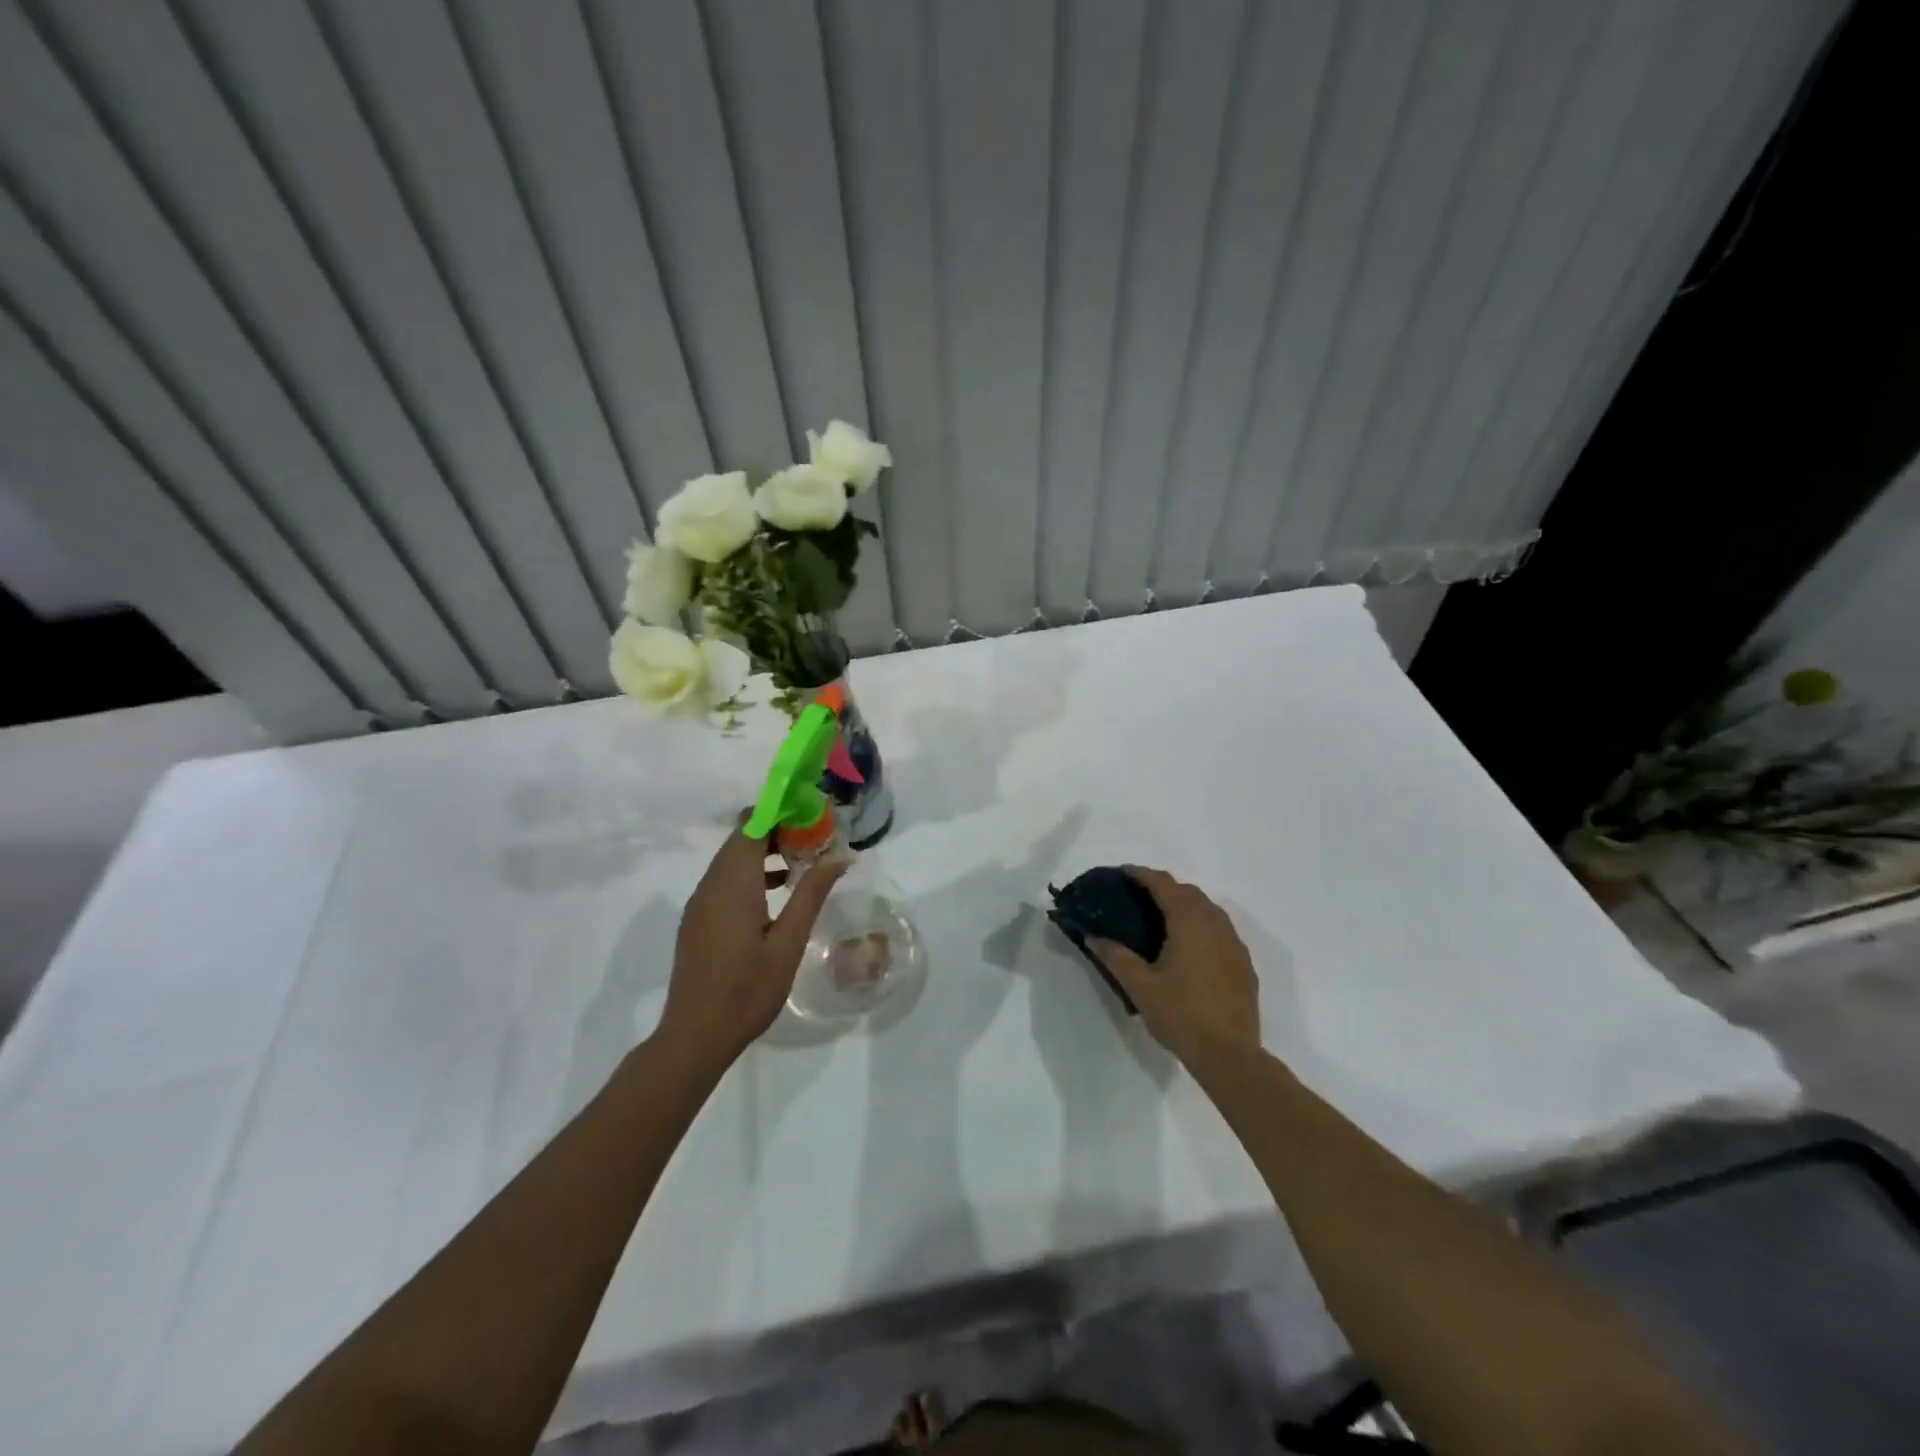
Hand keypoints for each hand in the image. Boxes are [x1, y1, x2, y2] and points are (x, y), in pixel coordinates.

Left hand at [655, 827, 848, 1071]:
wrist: (696, 1035)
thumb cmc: (748, 989)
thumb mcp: (789, 942)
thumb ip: (811, 894)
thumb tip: (839, 857)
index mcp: (733, 883)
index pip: (752, 824)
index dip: (781, 811)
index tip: (813, 813)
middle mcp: (711, 884)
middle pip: (742, 837)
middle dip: (778, 829)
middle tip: (816, 837)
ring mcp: (701, 902)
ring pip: (732, 858)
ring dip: (765, 851)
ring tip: (804, 861)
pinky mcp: (699, 919)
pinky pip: (725, 880)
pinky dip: (751, 873)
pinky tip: (778, 892)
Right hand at [1092, 866, 1259, 1064]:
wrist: (1230, 1055)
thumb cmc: (1181, 1014)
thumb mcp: (1140, 986)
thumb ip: (1115, 956)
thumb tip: (1094, 936)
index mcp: (1189, 922)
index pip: (1164, 885)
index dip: (1142, 874)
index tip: (1123, 872)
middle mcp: (1215, 924)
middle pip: (1189, 892)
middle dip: (1164, 887)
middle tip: (1138, 895)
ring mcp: (1234, 944)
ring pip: (1208, 910)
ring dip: (1185, 904)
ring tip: (1162, 917)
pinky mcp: (1243, 964)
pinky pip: (1220, 930)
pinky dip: (1201, 925)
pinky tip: (1189, 945)